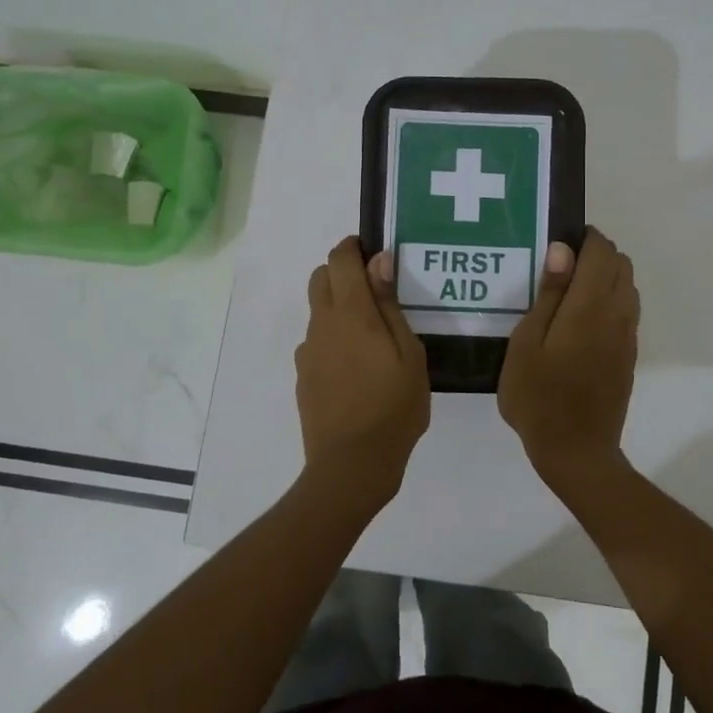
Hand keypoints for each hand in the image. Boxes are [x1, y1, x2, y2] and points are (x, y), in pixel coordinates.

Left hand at [295, 237, 430, 516]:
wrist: (351, 465)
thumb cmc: (393, 407)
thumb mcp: (409, 354)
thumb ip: (390, 305)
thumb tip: (378, 261)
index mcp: (350, 313)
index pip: (339, 259)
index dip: (353, 247)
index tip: (374, 253)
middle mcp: (321, 325)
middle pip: (320, 278)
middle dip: (343, 272)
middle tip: (375, 292)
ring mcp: (308, 352)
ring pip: (318, 311)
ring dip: (338, 307)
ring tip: (372, 337)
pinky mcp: (303, 376)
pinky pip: (317, 342)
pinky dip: (333, 338)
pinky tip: (357, 367)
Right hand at [499, 228, 639, 494]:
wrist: (576, 451)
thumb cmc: (538, 397)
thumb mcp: (527, 343)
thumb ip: (548, 294)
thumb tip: (562, 250)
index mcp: (590, 305)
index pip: (602, 251)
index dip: (584, 238)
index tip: (557, 243)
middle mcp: (617, 314)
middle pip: (621, 264)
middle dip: (595, 254)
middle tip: (558, 269)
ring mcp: (627, 336)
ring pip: (628, 286)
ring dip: (604, 277)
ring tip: (567, 294)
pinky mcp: (628, 355)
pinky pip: (626, 311)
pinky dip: (609, 301)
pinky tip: (579, 322)